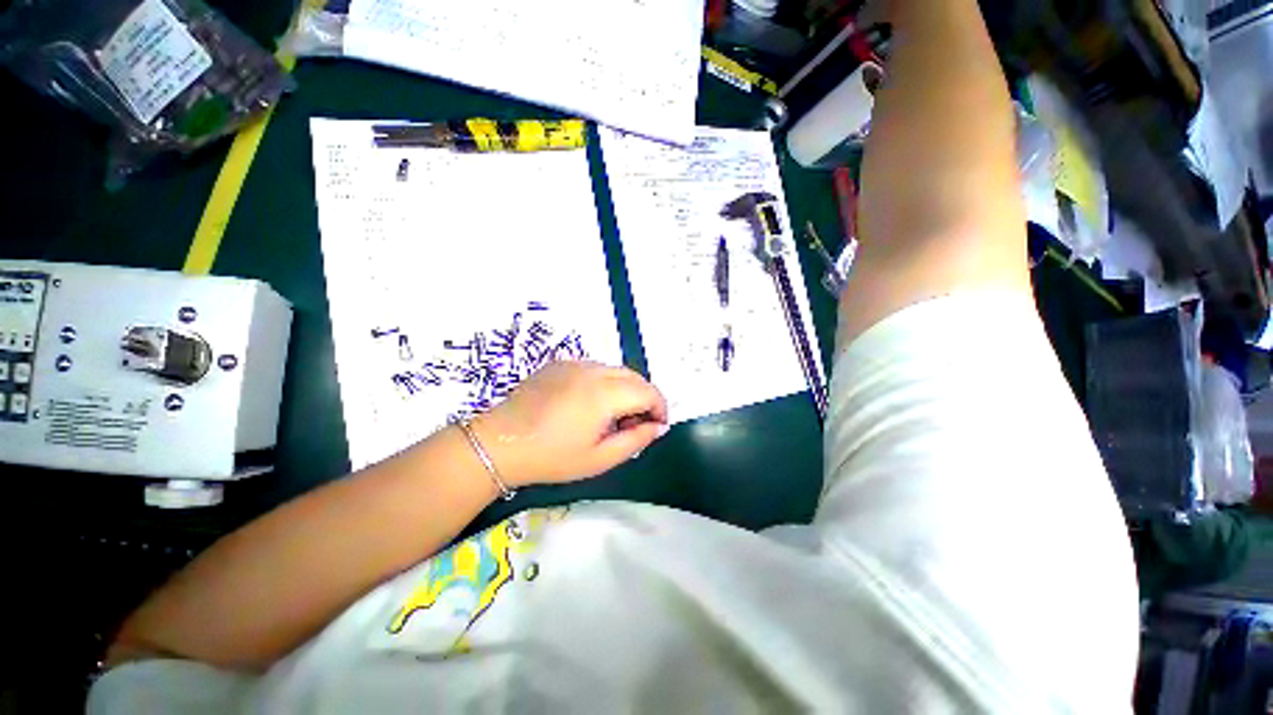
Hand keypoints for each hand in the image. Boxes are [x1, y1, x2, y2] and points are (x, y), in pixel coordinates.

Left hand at [470, 361, 668, 486]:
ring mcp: (575, 363)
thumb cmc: (552, 457)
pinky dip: (604, 382)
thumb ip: (636, 440)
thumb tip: (658, 426)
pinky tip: (588, 404)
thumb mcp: (599, 459)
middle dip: (644, 398)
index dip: (659, 408)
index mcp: (605, 393)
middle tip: (634, 424)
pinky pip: (595, 368)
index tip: (655, 427)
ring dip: (625, 389)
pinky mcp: (561, 362)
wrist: (499, 443)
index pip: (648, 391)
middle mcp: (593, 370)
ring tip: (611, 416)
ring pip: (616, 370)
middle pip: (635, 376)